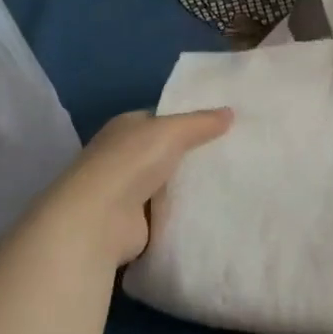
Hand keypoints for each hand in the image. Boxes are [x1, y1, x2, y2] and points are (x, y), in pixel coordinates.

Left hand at [25, 109, 232, 267]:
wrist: (100, 220)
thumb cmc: (131, 163)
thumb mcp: (172, 131)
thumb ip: (201, 122)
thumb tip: (230, 112)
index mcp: (125, 127)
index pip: (160, 120)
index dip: (189, 121)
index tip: (222, 126)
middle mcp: (123, 156)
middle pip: (166, 151)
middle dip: (193, 154)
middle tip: (233, 153)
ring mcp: (127, 190)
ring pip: (168, 182)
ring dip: (189, 184)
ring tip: (231, 180)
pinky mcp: (135, 221)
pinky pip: (167, 210)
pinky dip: (184, 210)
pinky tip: (213, 207)